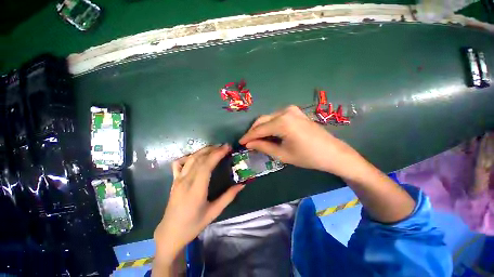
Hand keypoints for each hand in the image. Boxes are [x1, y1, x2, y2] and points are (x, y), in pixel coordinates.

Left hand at [153, 145, 243, 265]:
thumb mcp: (214, 212)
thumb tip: (242, 184)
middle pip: (199, 159)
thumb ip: (228, 197)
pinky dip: (189, 156)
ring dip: (203, 150)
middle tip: (224, 146)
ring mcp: (178, 180)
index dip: (217, 154)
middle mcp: (185, 181)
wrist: (170, 232)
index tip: (227, 148)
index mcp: (196, 190)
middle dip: (213, 149)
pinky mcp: (174, 180)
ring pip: (190, 158)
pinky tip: (197, 156)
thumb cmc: (193, 224)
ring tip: (215, 148)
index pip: (206, 166)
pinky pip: (179, 163)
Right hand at [240, 106, 415, 222]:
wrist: (333, 153)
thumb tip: (249, 144)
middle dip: (254, 131)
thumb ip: (263, 147)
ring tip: (257, 139)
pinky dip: (270, 125)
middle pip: (262, 120)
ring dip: (261, 128)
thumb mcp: (282, 154)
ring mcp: (291, 110)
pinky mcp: (295, 112)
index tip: (240, 142)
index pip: (259, 129)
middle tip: (248, 142)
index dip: (248, 136)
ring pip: (269, 118)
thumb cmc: (307, 156)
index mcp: (282, 122)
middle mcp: (285, 111)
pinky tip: (268, 134)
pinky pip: (277, 117)